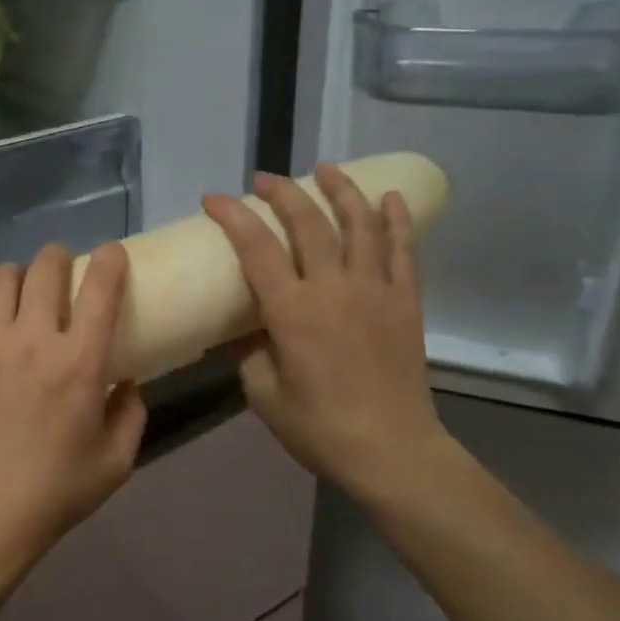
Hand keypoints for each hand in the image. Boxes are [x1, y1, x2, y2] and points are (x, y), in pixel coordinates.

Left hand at [0, 243, 147, 578]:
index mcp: (79, 361)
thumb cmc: (53, 493)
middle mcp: (31, 338)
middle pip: (45, 266)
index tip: (110, 256)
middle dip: (58, 258)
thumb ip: (131, 415)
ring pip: (0, 278)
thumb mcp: (116, 462)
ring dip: (16, 280)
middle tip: (60, 273)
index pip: (100, 286)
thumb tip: (126, 383)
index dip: (109, 260)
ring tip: (16, 300)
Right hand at [203, 167, 457, 511]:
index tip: (213, 199)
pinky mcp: (405, 302)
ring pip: (360, 224)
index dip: (232, 216)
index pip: (256, 247)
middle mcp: (333, 288)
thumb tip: (253, 330)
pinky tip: (391, 198)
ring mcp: (375, 291)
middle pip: (308, 223)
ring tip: (326, 169)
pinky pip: (404, 250)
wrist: (392, 451)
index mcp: (292, 311)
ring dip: (341, 190)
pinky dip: (397, 220)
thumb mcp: (263, 394)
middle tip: (263, 180)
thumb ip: (251, 353)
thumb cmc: (319, 428)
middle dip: (282, 193)